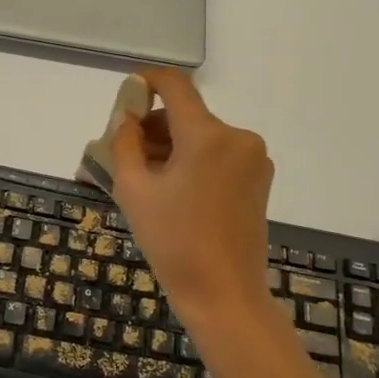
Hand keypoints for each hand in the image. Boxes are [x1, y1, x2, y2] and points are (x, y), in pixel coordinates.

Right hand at [109, 69, 274, 325]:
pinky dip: (191, 163)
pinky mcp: (259, 179)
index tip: (124, 98)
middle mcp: (237, 137)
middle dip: (151, 129)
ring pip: (200, 137)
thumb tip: (126, 116)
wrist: (224, 295)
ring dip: (169, 148)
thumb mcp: (134, 190)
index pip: (175, 85)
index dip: (146, 82)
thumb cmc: (173, 243)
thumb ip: (124, 143)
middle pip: (185, 115)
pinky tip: (170, 192)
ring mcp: (253, 159)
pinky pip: (217, 157)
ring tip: (140, 180)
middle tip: (119, 156)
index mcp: (207, 135)